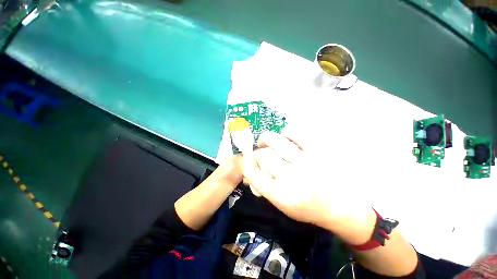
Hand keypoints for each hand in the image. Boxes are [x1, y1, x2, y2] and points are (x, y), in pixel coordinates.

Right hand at [243, 131, 375, 244]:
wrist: (341, 208)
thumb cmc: (309, 210)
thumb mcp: (282, 207)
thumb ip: (264, 188)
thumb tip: (249, 172)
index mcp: (282, 196)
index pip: (254, 175)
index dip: (247, 166)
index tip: (248, 164)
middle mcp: (293, 177)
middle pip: (263, 156)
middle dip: (256, 154)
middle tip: (258, 155)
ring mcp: (306, 162)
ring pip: (276, 141)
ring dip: (266, 139)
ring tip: (264, 141)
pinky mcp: (318, 152)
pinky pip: (297, 134)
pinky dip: (286, 134)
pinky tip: (285, 139)